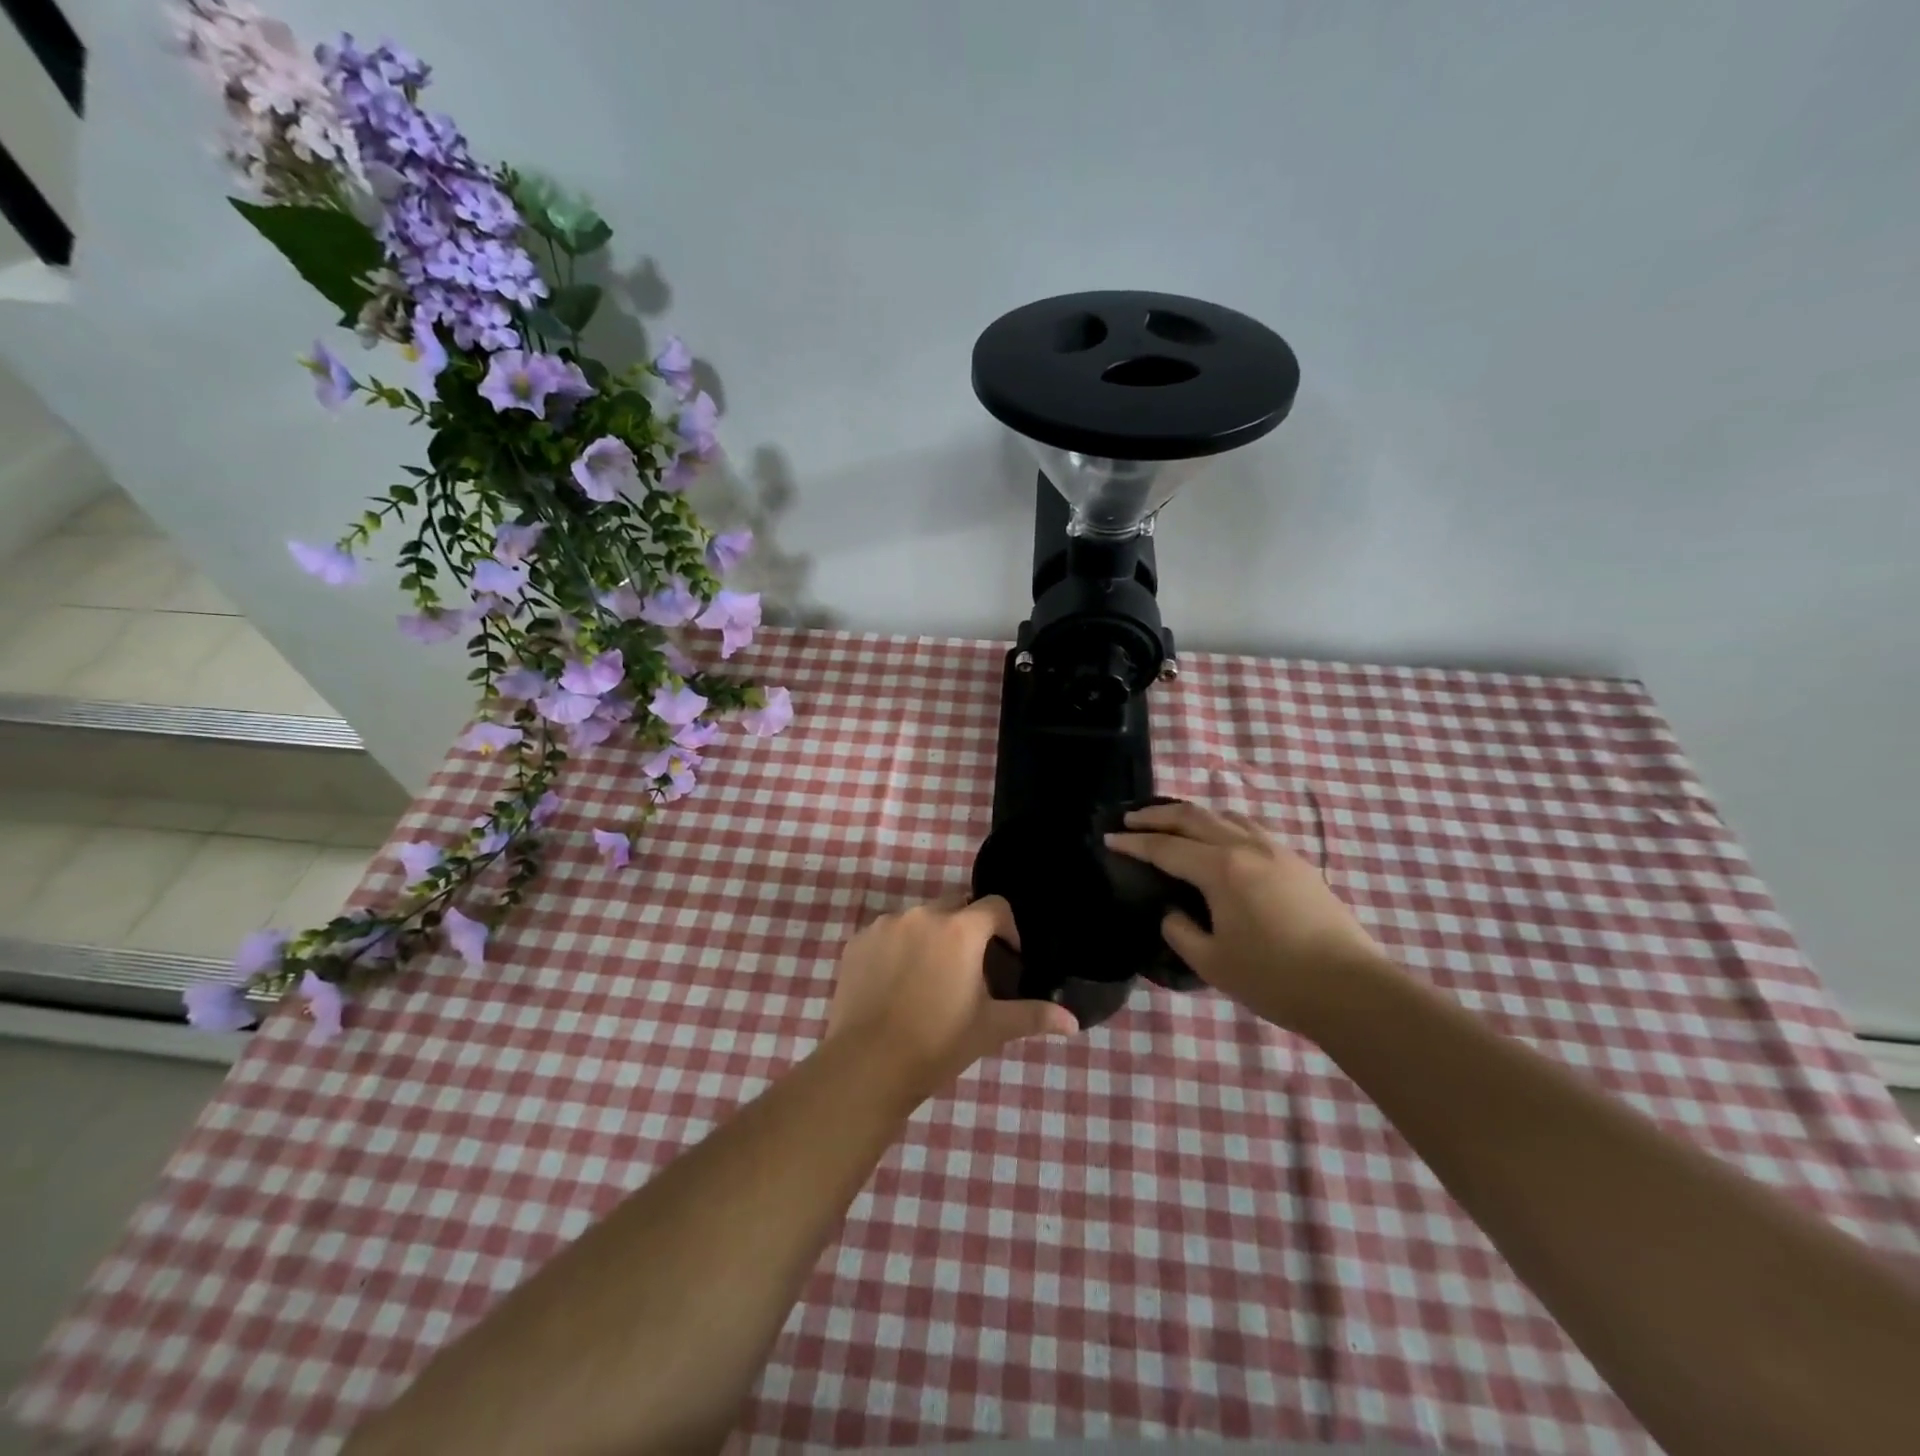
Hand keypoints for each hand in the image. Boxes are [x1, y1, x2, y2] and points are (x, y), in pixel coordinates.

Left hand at [826, 895, 1078, 1101]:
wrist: (867, 1065)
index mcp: (959, 929)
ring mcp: (885, 925)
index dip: (1008, 928)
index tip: (1008, 958)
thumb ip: (1033, 1015)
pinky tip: (897, 984)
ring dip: (932, 937)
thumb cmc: (938, 1043)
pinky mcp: (857, 942)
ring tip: (931, 977)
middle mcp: (922, 915)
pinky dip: (898, 949)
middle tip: (970, 969)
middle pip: (956, 907)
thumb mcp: (991, 1028)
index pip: (995, 906)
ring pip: (919, 919)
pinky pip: (887, 934)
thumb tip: (1073, 1022)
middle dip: (969, 929)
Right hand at [1106, 801, 1390, 1033]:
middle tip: (1130, 818)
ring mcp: (1276, 850)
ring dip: (1193, 815)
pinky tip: (1222, 837)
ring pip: (1225, 815)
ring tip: (1173, 822)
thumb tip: (1173, 912)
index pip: (1165, 848)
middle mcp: (1246, 847)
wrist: (1351, 990)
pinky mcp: (1297, 862)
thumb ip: (1180, 931)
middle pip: (1193, 818)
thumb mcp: (1211, 962)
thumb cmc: (1274, 979)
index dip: (1133, 843)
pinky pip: (1250, 827)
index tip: (1108, 838)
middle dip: (1157, 816)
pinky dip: (1224, 823)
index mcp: (1221, 869)